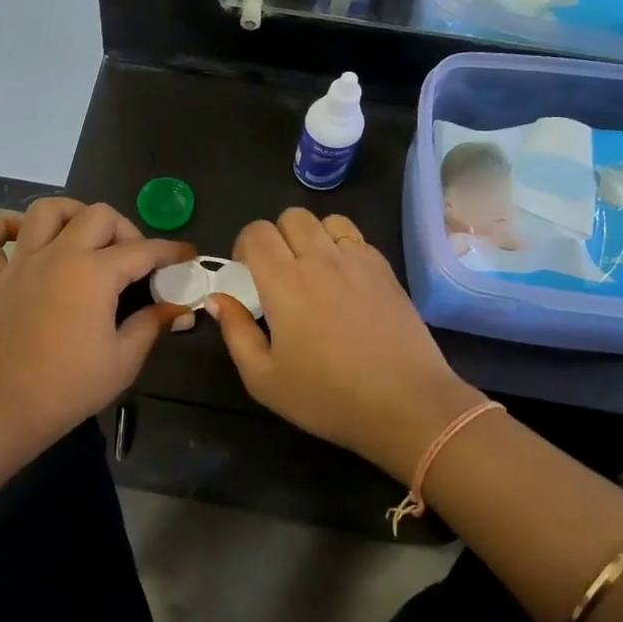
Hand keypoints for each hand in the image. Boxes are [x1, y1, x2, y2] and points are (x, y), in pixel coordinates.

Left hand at [0, 199, 193, 448]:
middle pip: (97, 215)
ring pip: (44, 211)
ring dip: (71, 214)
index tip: (187, 255)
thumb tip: (178, 308)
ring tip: (84, 236)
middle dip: (124, 229)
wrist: (5, 408)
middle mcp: (58, 255)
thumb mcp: (125, 359)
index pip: (143, 250)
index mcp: (94, 272)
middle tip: (133, 260)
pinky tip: (20, 238)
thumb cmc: (71, 386)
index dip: (171, 251)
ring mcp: (22, 264)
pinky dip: (1, 229)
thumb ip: (152, 324)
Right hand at [205, 208, 485, 479]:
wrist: (405, 404)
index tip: (247, 273)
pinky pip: (357, 238)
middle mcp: (320, 259)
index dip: (245, 245)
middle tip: (278, 272)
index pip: (257, 232)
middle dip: (277, 236)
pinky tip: (345, 281)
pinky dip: (343, 247)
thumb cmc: (327, 397)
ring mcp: (358, 261)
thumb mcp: (264, 379)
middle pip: (291, 216)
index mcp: (284, 282)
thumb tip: (217, 298)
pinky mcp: (386, 270)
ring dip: (312, 236)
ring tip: (313, 270)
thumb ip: (235, 332)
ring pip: (327, 220)